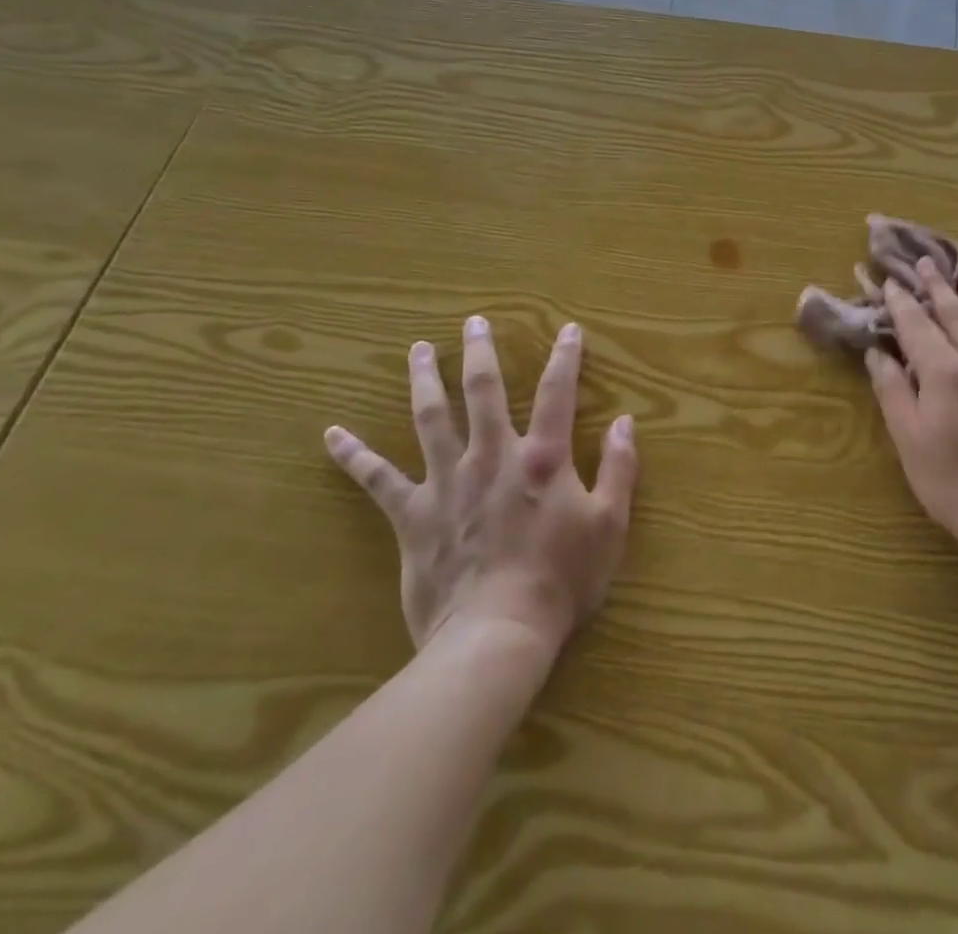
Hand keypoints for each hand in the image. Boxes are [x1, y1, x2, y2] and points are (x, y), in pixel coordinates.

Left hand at [325, 317, 637, 652]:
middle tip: (473, 322)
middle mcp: (492, 456)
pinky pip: (378, 480)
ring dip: (424, 379)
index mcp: (542, 458)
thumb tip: (625, 422)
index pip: (558, 393)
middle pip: (484, 390)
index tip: (569, 329)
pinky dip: (355, 456)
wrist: (497, 635)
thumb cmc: (562, 581)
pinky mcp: (413, 514)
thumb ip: (619, 469)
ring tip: (418, 350)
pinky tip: (332, 435)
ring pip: (431, 417)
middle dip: (480, 352)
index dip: (566, 357)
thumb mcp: (610, 525)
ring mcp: (447, 482)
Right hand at [865, 260, 957, 568]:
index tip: (892, 282)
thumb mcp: (910, 442)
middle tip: (927, 263)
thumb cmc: (956, 486)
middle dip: (938, 288)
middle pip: (957, 315)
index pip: (918, 327)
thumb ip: (893, 391)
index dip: (902, 303)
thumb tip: (878, 352)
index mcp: (946, 373)